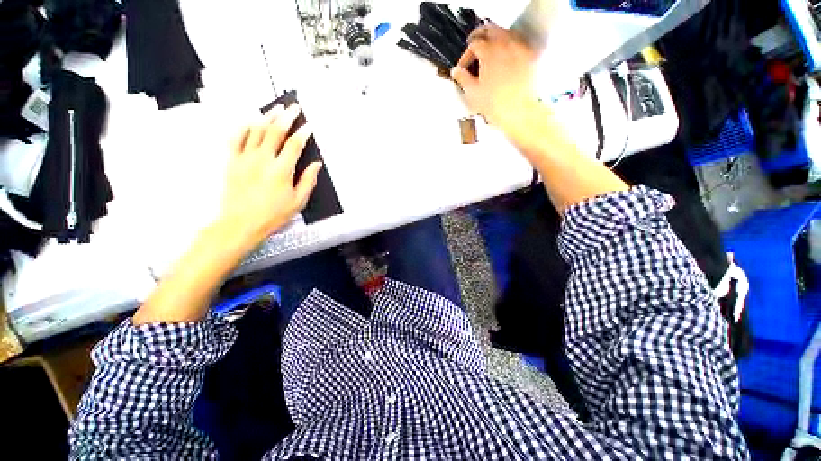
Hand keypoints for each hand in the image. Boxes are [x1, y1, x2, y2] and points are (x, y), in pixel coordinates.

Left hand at [219, 104, 322, 249]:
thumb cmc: (273, 214)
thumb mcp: (298, 201)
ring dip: (267, 117)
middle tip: (294, 108)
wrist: (241, 223)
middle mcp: (263, 159)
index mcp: (282, 170)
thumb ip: (308, 180)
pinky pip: (236, 138)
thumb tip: (316, 165)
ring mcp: (245, 158)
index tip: (309, 126)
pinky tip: (250, 120)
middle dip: (287, 117)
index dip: (304, 133)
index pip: (295, 144)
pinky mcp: (232, 161)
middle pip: (275, 131)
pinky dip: (244, 127)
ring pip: (256, 130)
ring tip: (276, 108)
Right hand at [451, 25, 538, 132]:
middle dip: (479, 37)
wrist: (518, 111)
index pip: (474, 44)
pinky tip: (505, 56)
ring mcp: (519, 48)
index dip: (466, 55)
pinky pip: (518, 42)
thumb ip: (462, 78)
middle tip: (473, 47)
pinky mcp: (530, 56)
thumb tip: (456, 72)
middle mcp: (505, 45)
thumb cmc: (495, 104)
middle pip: (490, 30)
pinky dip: (509, 45)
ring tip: (489, 51)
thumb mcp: (472, 93)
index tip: (462, 68)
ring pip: (505, 33)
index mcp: (489, 52)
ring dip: (494, 39)